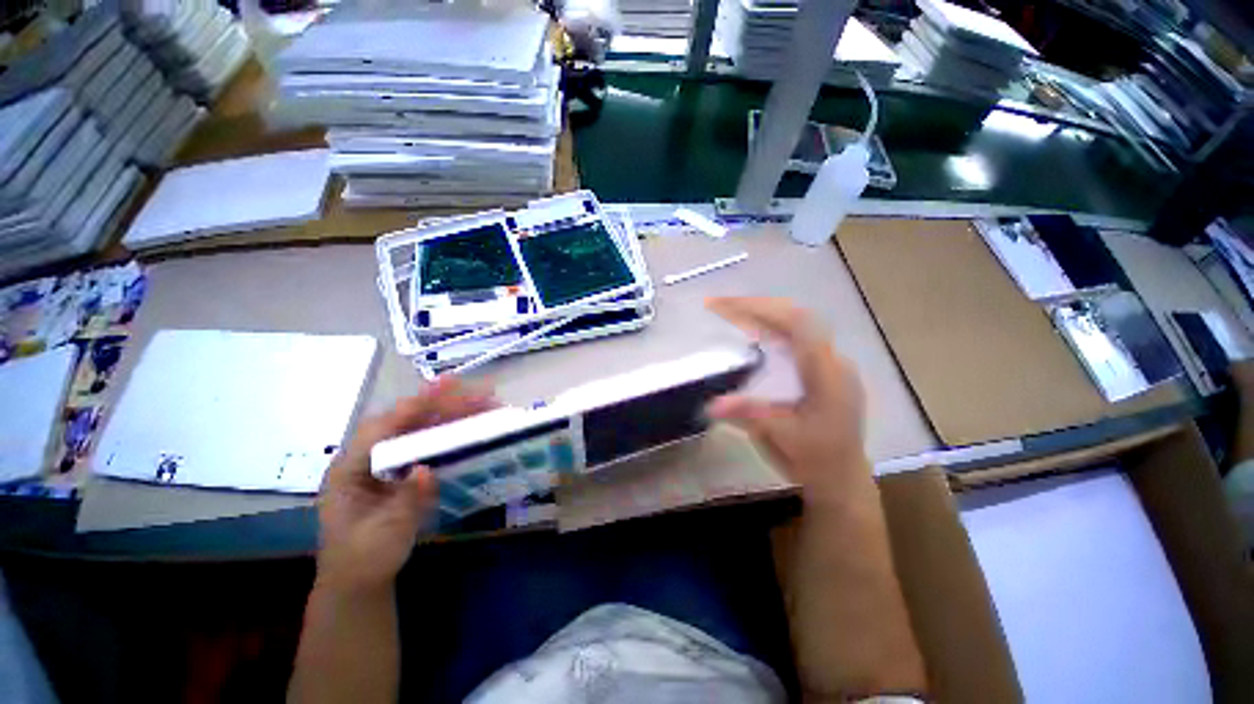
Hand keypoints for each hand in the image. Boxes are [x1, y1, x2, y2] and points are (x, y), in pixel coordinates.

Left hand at [316, 378, 493, 593]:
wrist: (358, 581)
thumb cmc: (364, 560)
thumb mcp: (383, 536)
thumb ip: (405, 502)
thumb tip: (427, 469)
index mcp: (349, 470)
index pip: (382, 427)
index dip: (414, 405)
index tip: (446, 386)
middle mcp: (367, 458)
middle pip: (405, 421)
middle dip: (443, 405)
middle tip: (481, 395)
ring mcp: (385, 463)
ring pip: (418, 429)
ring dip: (450, 415)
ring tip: (483, 405)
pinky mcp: (400, 470)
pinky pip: (425, 443)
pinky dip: (448, 432)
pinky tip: (469, 427)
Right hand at [705, 297, 868, 498]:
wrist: (841, 478)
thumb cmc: (814, 458)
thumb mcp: (780, 437)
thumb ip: (748, 415)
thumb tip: (711, 403)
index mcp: (827, 374)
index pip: (797, 325)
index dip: (763, 310)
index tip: (728, 306)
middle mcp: (833, 361)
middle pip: (796, 318)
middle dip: (758, 307)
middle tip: (721, 305)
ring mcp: (832, 364)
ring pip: (799, 325)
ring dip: (764, 315)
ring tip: (733, 313)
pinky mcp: (825, 370)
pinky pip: (799, 338)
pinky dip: (772, 329)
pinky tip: (756, 333)